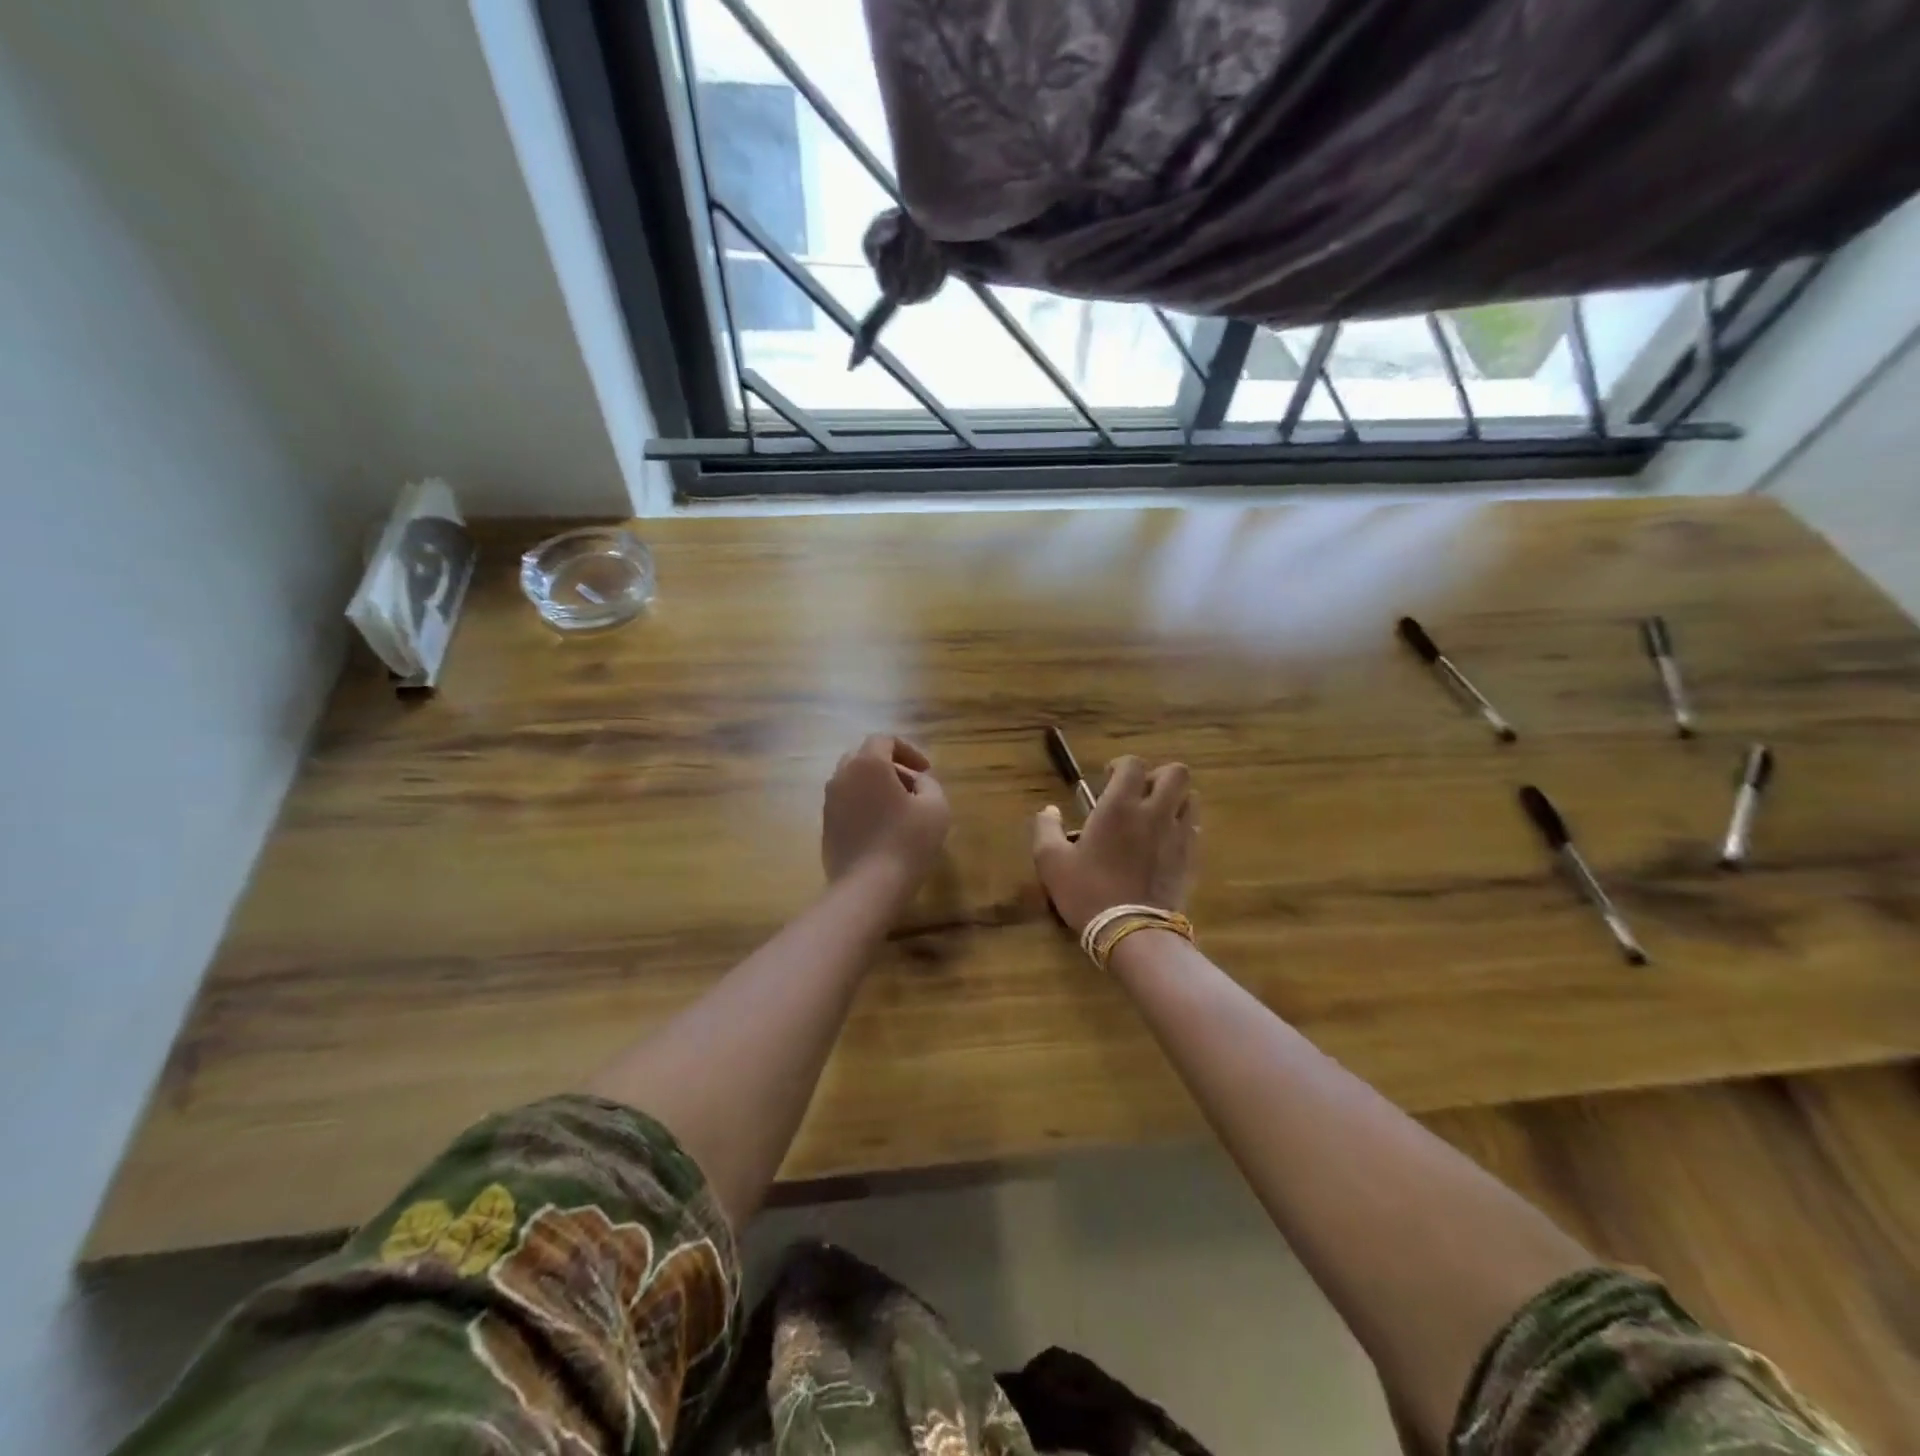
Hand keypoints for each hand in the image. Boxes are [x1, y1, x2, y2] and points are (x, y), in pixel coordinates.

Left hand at [822, 735, 950, 899]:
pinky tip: (882, 829)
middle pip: (864, 757)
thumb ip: (929, 784)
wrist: (867, 887)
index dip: (908, 750)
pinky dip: (864, 805)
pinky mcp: (826, 826)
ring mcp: (829, 802)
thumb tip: (916, 781)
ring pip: (852, 780)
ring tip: (898, 809)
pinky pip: (846, 803)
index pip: (884, 740)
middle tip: (911, 786)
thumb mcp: (936, 807)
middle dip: (890, 766)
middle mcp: (842, 776)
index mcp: (867, 764)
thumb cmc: (907, 842)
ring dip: (875, 786)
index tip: (926, 771)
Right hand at [1032, 756, 1195, 934]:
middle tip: (1139, 794)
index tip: (1108, 779)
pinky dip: (1181, 827)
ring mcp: (1178, 835)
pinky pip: (1194, 829)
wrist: (1132, 932)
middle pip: (1176, 773)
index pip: (1134, 764)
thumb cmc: (1087, 891)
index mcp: (1120, 806)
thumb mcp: (1051, 861)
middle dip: (1158, 776)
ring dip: (1174, 800)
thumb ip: (1046, 829)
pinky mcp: (1191, 858)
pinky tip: (1163, 844)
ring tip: (1154, 817)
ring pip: (1191, 799)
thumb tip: (1049, 810)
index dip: (1122, 765)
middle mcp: (1155, 812)